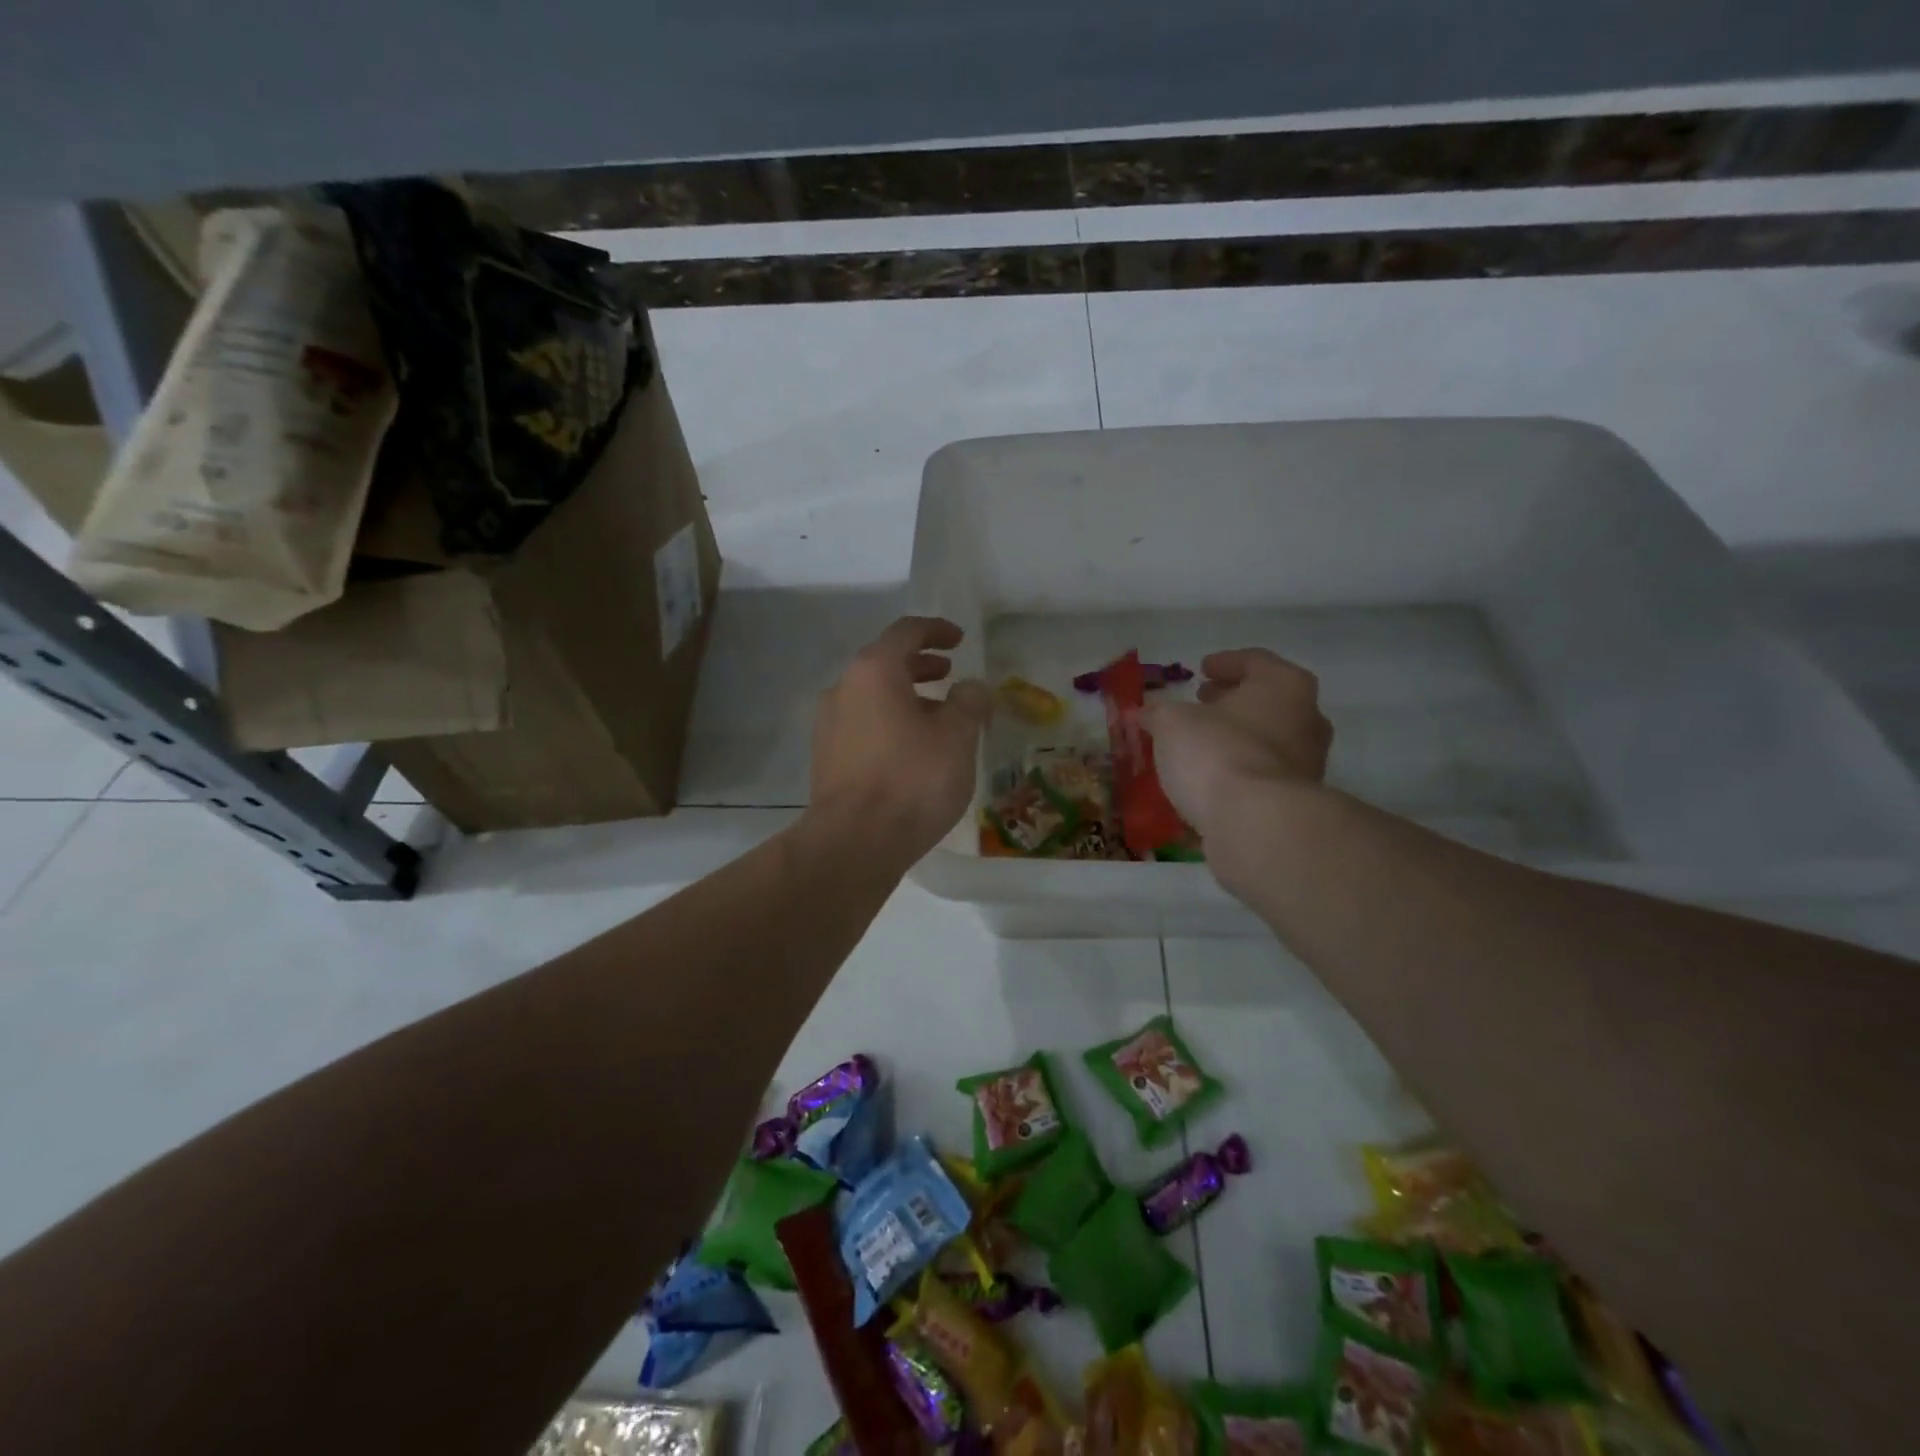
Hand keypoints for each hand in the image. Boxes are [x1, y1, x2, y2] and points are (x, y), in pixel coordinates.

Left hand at [809, 616, 990, 862]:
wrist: (855, 841)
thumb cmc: (912, 778)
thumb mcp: (957, 736)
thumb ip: (968, 702)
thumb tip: (970, 687)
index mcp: (873, 670)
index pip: (905, 632)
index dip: (936, 630)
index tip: (959, 639)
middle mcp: (843, 688)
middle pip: (884, 663)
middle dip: (920, 665)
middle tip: (949, 673)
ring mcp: (829, 724)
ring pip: (872, 696)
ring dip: (905, 696)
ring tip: (937, 715)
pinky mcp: (827, 758)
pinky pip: (863, 724)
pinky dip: (890, 722)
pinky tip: (912, 749)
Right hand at [1143, 649, 1331, 838]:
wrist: (1256, 823)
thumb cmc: (1217, 753)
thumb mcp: (1172, 724)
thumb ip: (1160, 714)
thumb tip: (1149, 714)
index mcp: (1284, 685)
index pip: (1254, 661)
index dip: (1224, 662)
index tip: (1202, 669)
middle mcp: (1307, 718)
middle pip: (1267, 700)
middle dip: (1232, 701)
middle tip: (1203, 702)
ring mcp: (1309, 762)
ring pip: (1268, 738)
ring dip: (1237, 737)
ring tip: (1201, 742)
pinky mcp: (1298, 799)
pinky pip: (1263, 773)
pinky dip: (1240, 769)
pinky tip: (1211, 777)